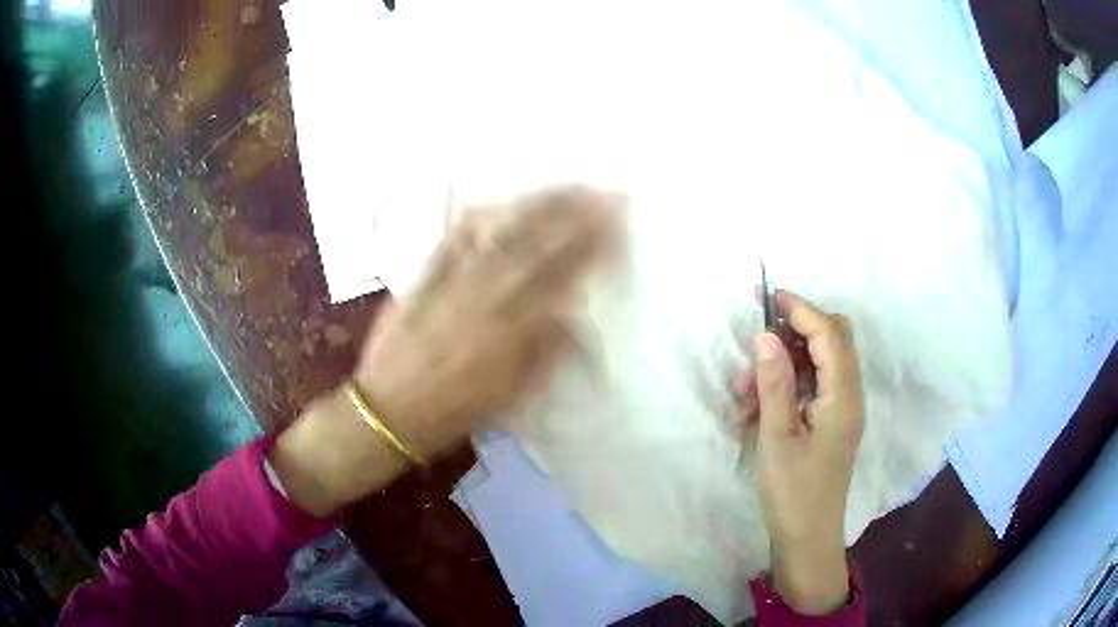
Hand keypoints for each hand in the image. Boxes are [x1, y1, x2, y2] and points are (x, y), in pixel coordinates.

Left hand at [272, 186, 619, 516]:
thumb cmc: (456, 411)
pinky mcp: (423, 277)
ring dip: (534, 207)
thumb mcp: (512, 396)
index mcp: (512, 331)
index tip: (615, 223)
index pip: (562, 276)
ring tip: (562, 187)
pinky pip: (452, 239)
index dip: (592, 246)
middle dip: (573, 214)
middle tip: (602, 191)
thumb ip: (545, 354)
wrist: (389, 410)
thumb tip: (571, 315)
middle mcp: (486, 298)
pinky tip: (495, 200)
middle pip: (536, 245)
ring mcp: (452, 282)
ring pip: (500, 235)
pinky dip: (476, 217)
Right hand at [743, 290, 863, 613]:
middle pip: (833, 340)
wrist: (808, 537)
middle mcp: (850, 394)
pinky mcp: (832, 422)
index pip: (828, 333)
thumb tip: (767, 335)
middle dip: (797, 330)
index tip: (767, 295)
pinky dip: (787, 387)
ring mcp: (842, 409)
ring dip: (785, 364)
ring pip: (819, 364)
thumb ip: (775, 383)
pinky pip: (812, 388)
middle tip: (760, 336)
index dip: (800, 308)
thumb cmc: (793, 491)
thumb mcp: (777, 437)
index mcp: (843, 395)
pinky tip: (755, 408)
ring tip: (745, 389)